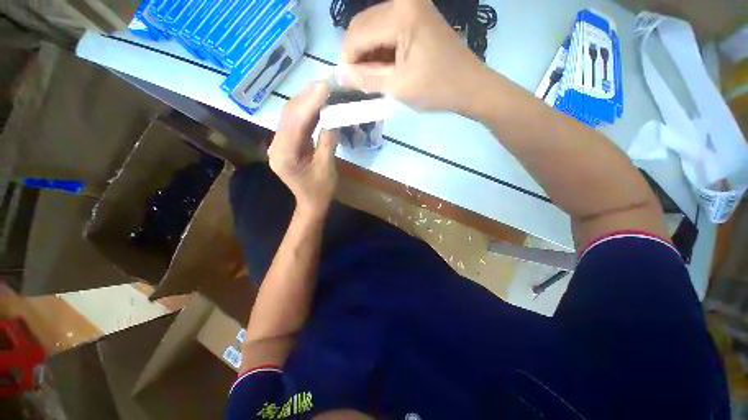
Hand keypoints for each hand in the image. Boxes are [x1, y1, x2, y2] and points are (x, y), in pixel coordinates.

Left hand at [269, 82, 338, 215]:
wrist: (311, 202)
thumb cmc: (320, 191)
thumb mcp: (326, 168)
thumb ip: (327, 142)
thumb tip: (333, 118)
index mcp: (284, 156)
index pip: (295, 123)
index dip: (310, 103)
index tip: (325, 86)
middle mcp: (276, 146)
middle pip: (289, 115)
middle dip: (307, 97)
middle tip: (326, 83)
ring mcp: (279, 143)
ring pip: (291, 115)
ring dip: (307, 101)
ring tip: (324, 89)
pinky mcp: (286, 143)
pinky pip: (295, 122)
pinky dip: (307, 111)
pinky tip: (318, 103)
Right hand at [338, 0, 489, 112]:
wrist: (469, 86)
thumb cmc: (436, 89)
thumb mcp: (398, 86)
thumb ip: (367, 78)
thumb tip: (341, 76)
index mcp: (400, 14)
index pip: (357, 33)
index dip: (347, 59)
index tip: (346, 81)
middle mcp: (404, 1)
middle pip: (363, 25)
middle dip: (356, 54)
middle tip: (358, 80)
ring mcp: (412, 5)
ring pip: (373, 26)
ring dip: (368, 52)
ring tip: (372, 76)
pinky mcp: (417, 14)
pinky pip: (387, 28)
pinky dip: (381, 48)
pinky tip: (384, 66)